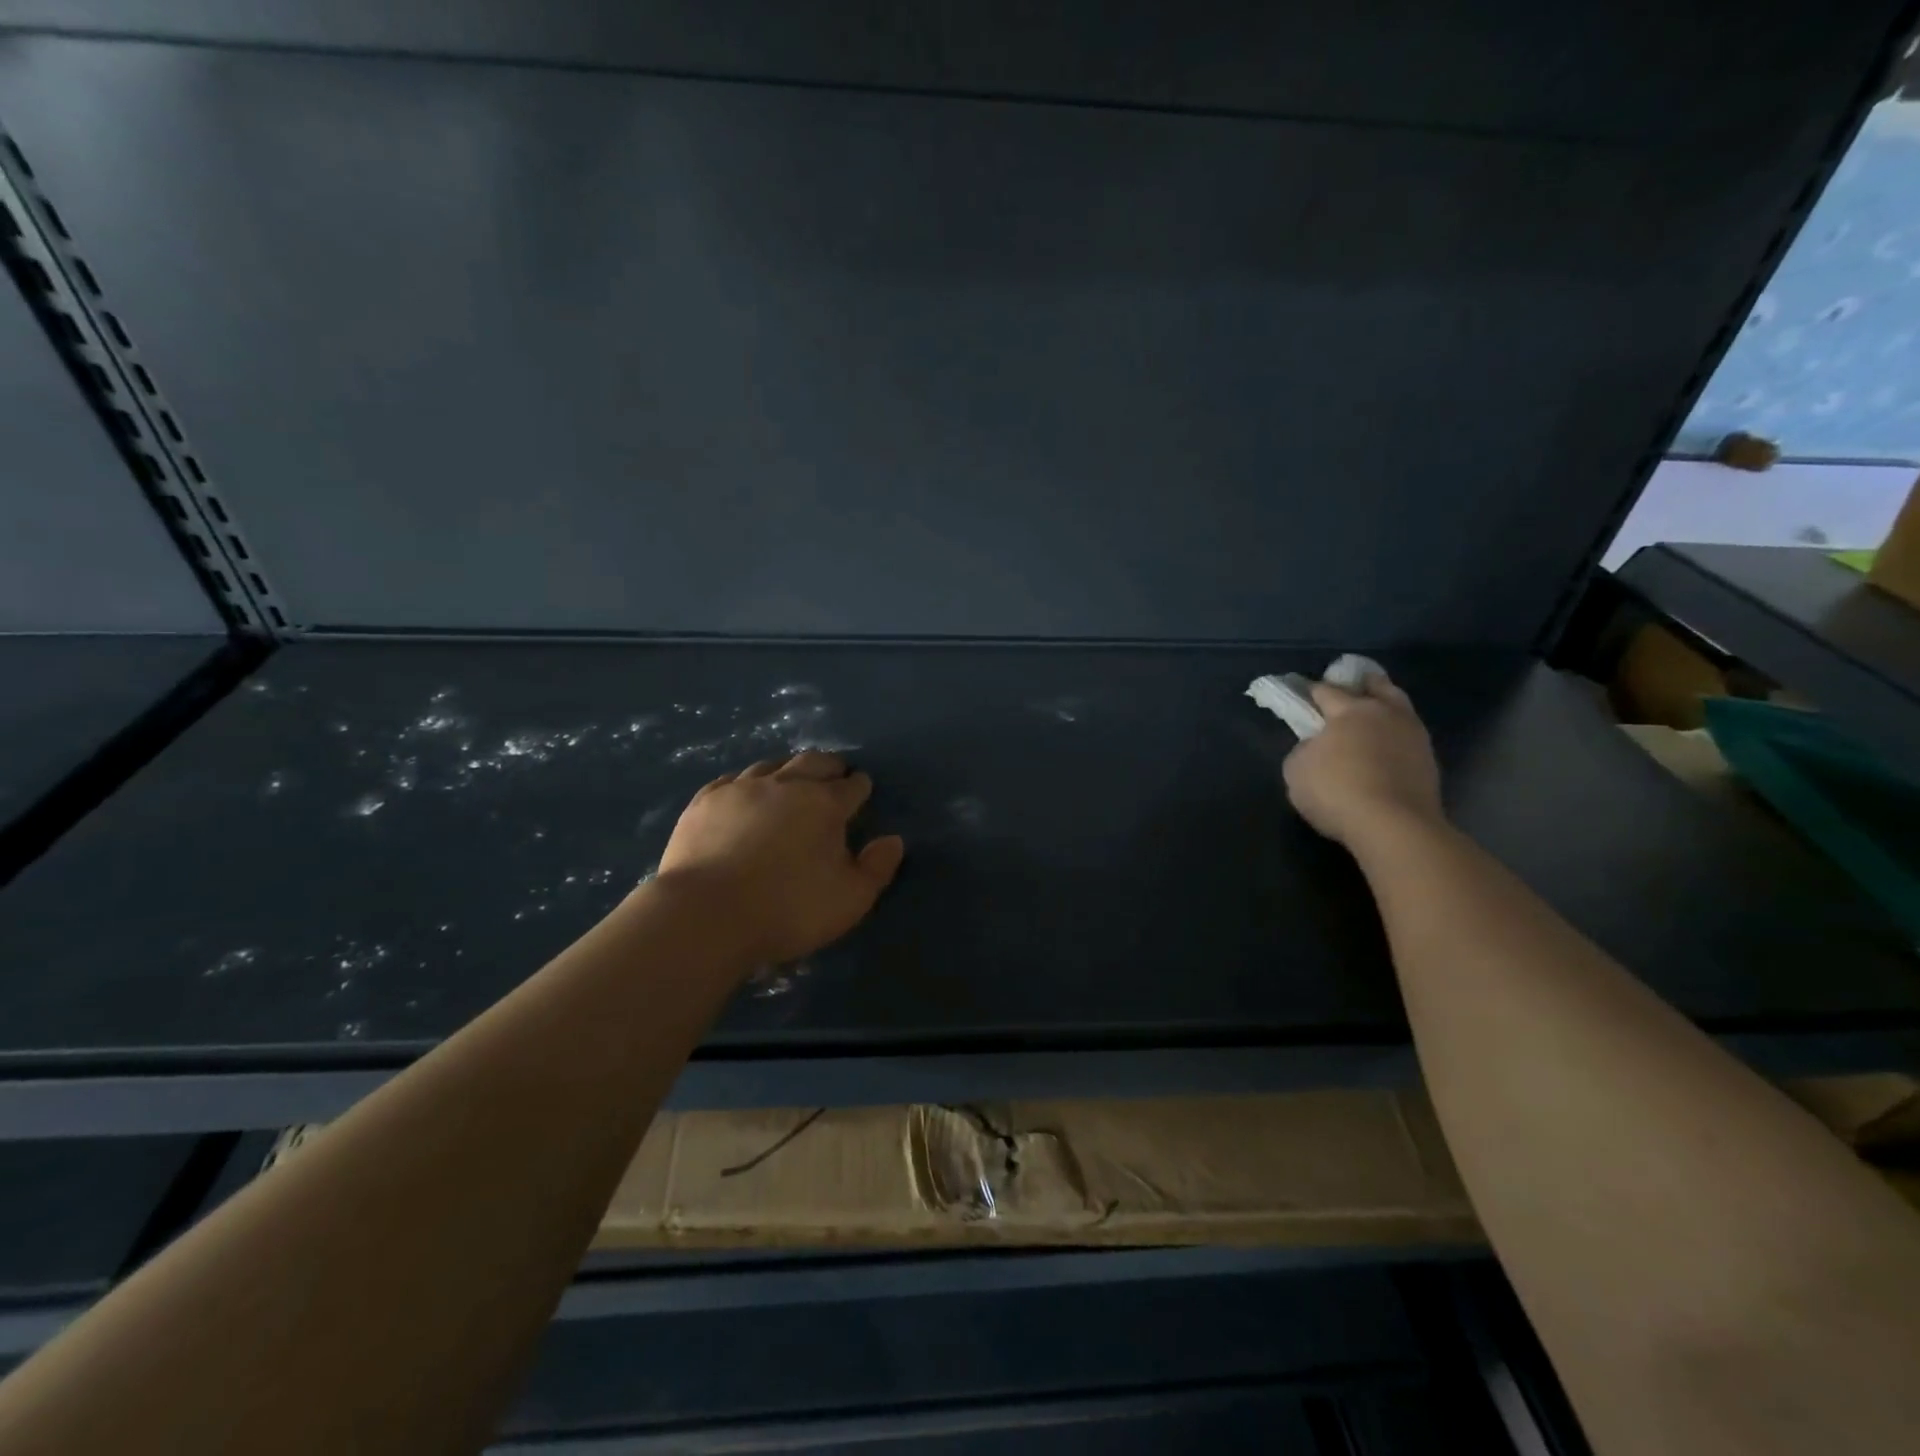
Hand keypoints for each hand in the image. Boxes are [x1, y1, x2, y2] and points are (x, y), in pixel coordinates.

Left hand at [655, 751, 905, 963]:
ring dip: (787, 769)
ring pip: (771, 765)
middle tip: (835, 772)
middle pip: (813, 762)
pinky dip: (746, 783)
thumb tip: (893, 840)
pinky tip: (743, 791)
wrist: (707, 914)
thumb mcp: (850, 899)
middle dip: (829, 765)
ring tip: (791, 778)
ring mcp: (741, 789)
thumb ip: (877, 868)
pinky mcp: (705, 801)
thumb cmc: (789, 909)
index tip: (863, 788)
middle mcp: (786, 785)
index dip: (861, 787)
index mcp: (825, 804)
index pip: (852, 787)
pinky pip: (731, 780)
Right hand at [1283, 672, 1443, 848]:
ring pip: (1399, 708)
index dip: (1310, 690)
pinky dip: (1395, 736)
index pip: (1326, 690)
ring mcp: (1413, 735)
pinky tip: (1385, 746)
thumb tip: (1317, 746)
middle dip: (1361, 684)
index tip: (1301, 692)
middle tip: (1347, 690)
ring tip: (1371, 717)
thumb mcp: (1297, 769)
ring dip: (1385, 706)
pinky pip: (1408, 736)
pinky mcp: (1429, 761)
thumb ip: (1305, 749)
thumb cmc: (1336, 791)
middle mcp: (1386, 713)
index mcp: (1350, 710)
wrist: (1394, 826)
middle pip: (1376, 685)